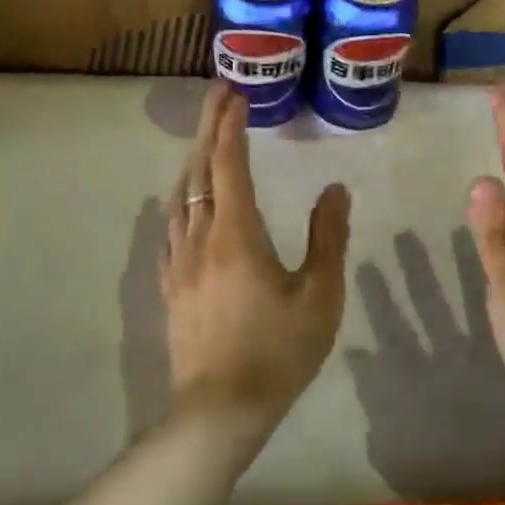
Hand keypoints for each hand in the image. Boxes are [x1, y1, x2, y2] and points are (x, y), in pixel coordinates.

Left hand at [160, 84, 350, 430]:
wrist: (220, 410)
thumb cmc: (278, 351)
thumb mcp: (319, 295)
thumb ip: (327, 237)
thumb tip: (334, 190)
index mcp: (236, 234)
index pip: (228, 164)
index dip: (230, 126)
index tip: (236, 94)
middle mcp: (200, 238)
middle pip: (199, 170)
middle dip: (208, 128)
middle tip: (218, 94)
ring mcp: (179, 262)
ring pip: (179, 196)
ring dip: (193, 160)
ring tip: (206, 139)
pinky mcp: (170, 286)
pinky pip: (169, 228)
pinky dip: (179, 200)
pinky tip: (182, 203)